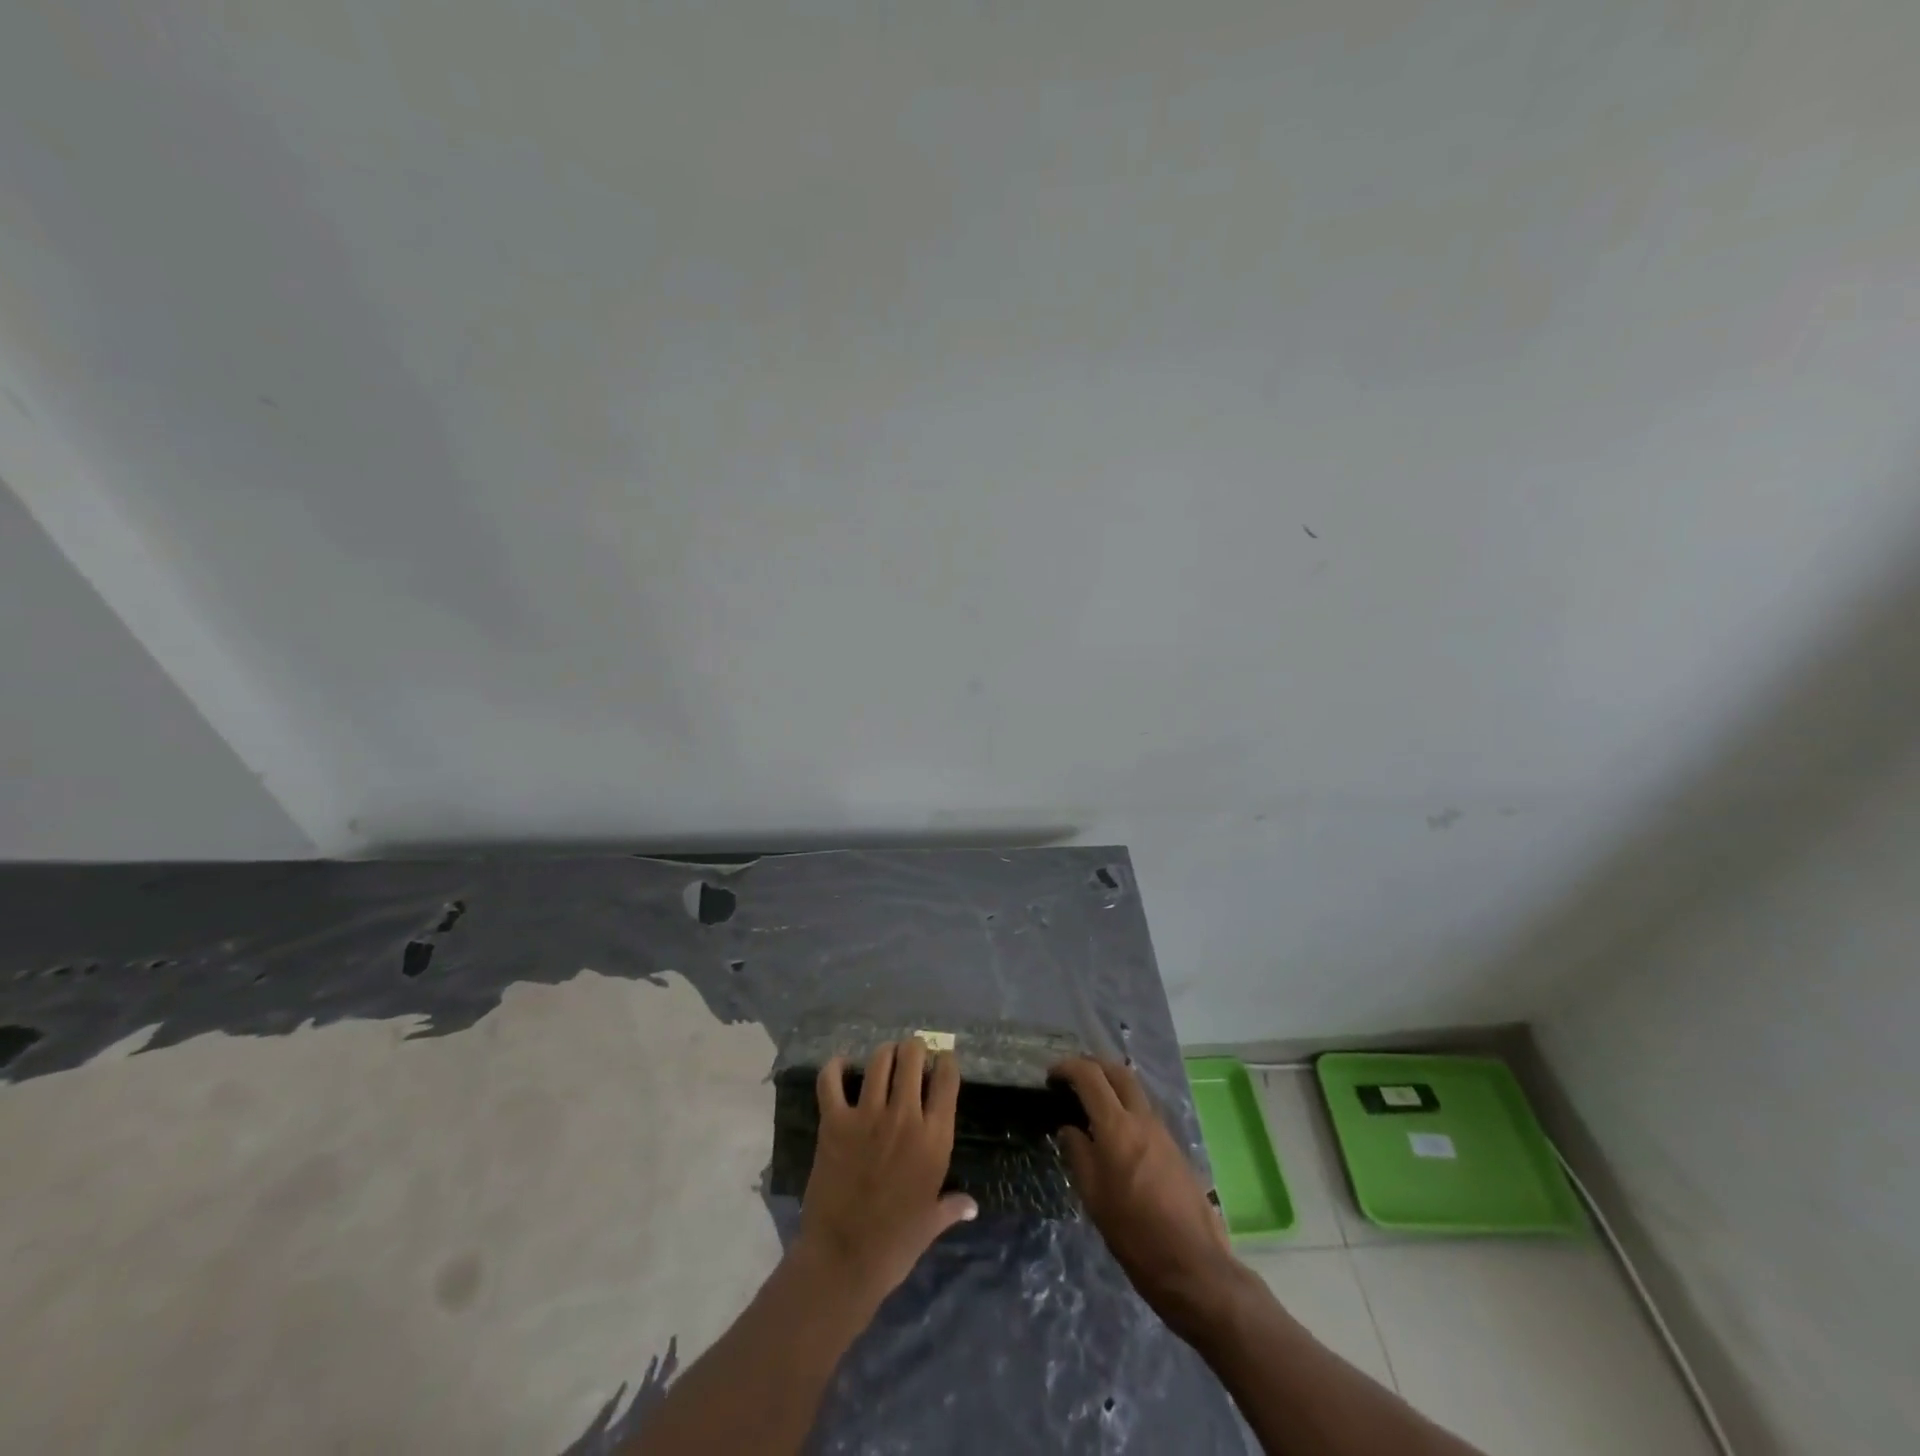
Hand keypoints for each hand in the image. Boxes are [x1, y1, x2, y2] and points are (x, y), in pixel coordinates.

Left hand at [796, 1039, 977, 1308]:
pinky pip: (831, 1080)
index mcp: (935, 1138)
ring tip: (884, 1059)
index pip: (947, 1079)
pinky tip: (841, 1066)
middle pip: (912, 1057)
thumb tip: (972, 1207)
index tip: (942, 1062)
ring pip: (879, 1061)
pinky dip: (835, 1067)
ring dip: (884, 1054)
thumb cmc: (896, 1244)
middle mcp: (905, 1117)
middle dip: (914, 1050)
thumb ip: (952, 1206)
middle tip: (911, 1055)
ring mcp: (868, 1116)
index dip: (945, 1062)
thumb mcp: (931, 1223)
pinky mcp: (835, 1122)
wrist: (844, 1259)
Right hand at [1052, 1057, 1241, 1335]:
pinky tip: (1114, 1131)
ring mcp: (1163, 1130)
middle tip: (1071, 1079)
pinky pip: (1145, 1110)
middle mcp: (1142, 1118)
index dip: (1067, 1067)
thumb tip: (1069, 1128)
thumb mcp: (1093, 1197)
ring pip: (1135, 1088)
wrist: (1193, 1265)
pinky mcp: (1174, 1146)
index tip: (1051, 1076)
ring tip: (1090, 1103)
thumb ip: (1078, 1154)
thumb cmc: (1134, 1234)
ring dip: (1111, 1083)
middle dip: (1092, 1065)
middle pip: (1117, 1071)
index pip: (1090, 1076)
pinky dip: (1125, 1104)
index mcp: (1117, 1127)